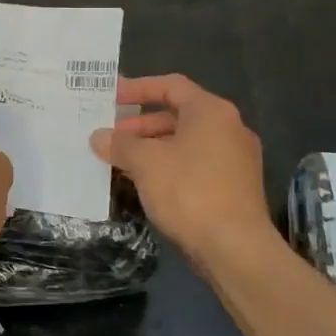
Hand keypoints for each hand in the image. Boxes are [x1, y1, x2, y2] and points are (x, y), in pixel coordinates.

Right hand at [90, 74, 273, 272]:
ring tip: (122, 163)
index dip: (138, 89)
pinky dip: (170, 166)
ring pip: (186, 142)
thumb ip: (120, 144)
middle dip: (141, 125)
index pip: (171, 86)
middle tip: (111, 137)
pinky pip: (196, 164)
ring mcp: (236, 159)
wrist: (236, 248)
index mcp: (211, 111)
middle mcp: (229, 128)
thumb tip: (98, 136)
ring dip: (153, 148)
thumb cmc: (189, 192)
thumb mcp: (145, 163)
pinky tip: (147, 184)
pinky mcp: (236, 187)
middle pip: (178, 115)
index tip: (111, 97)